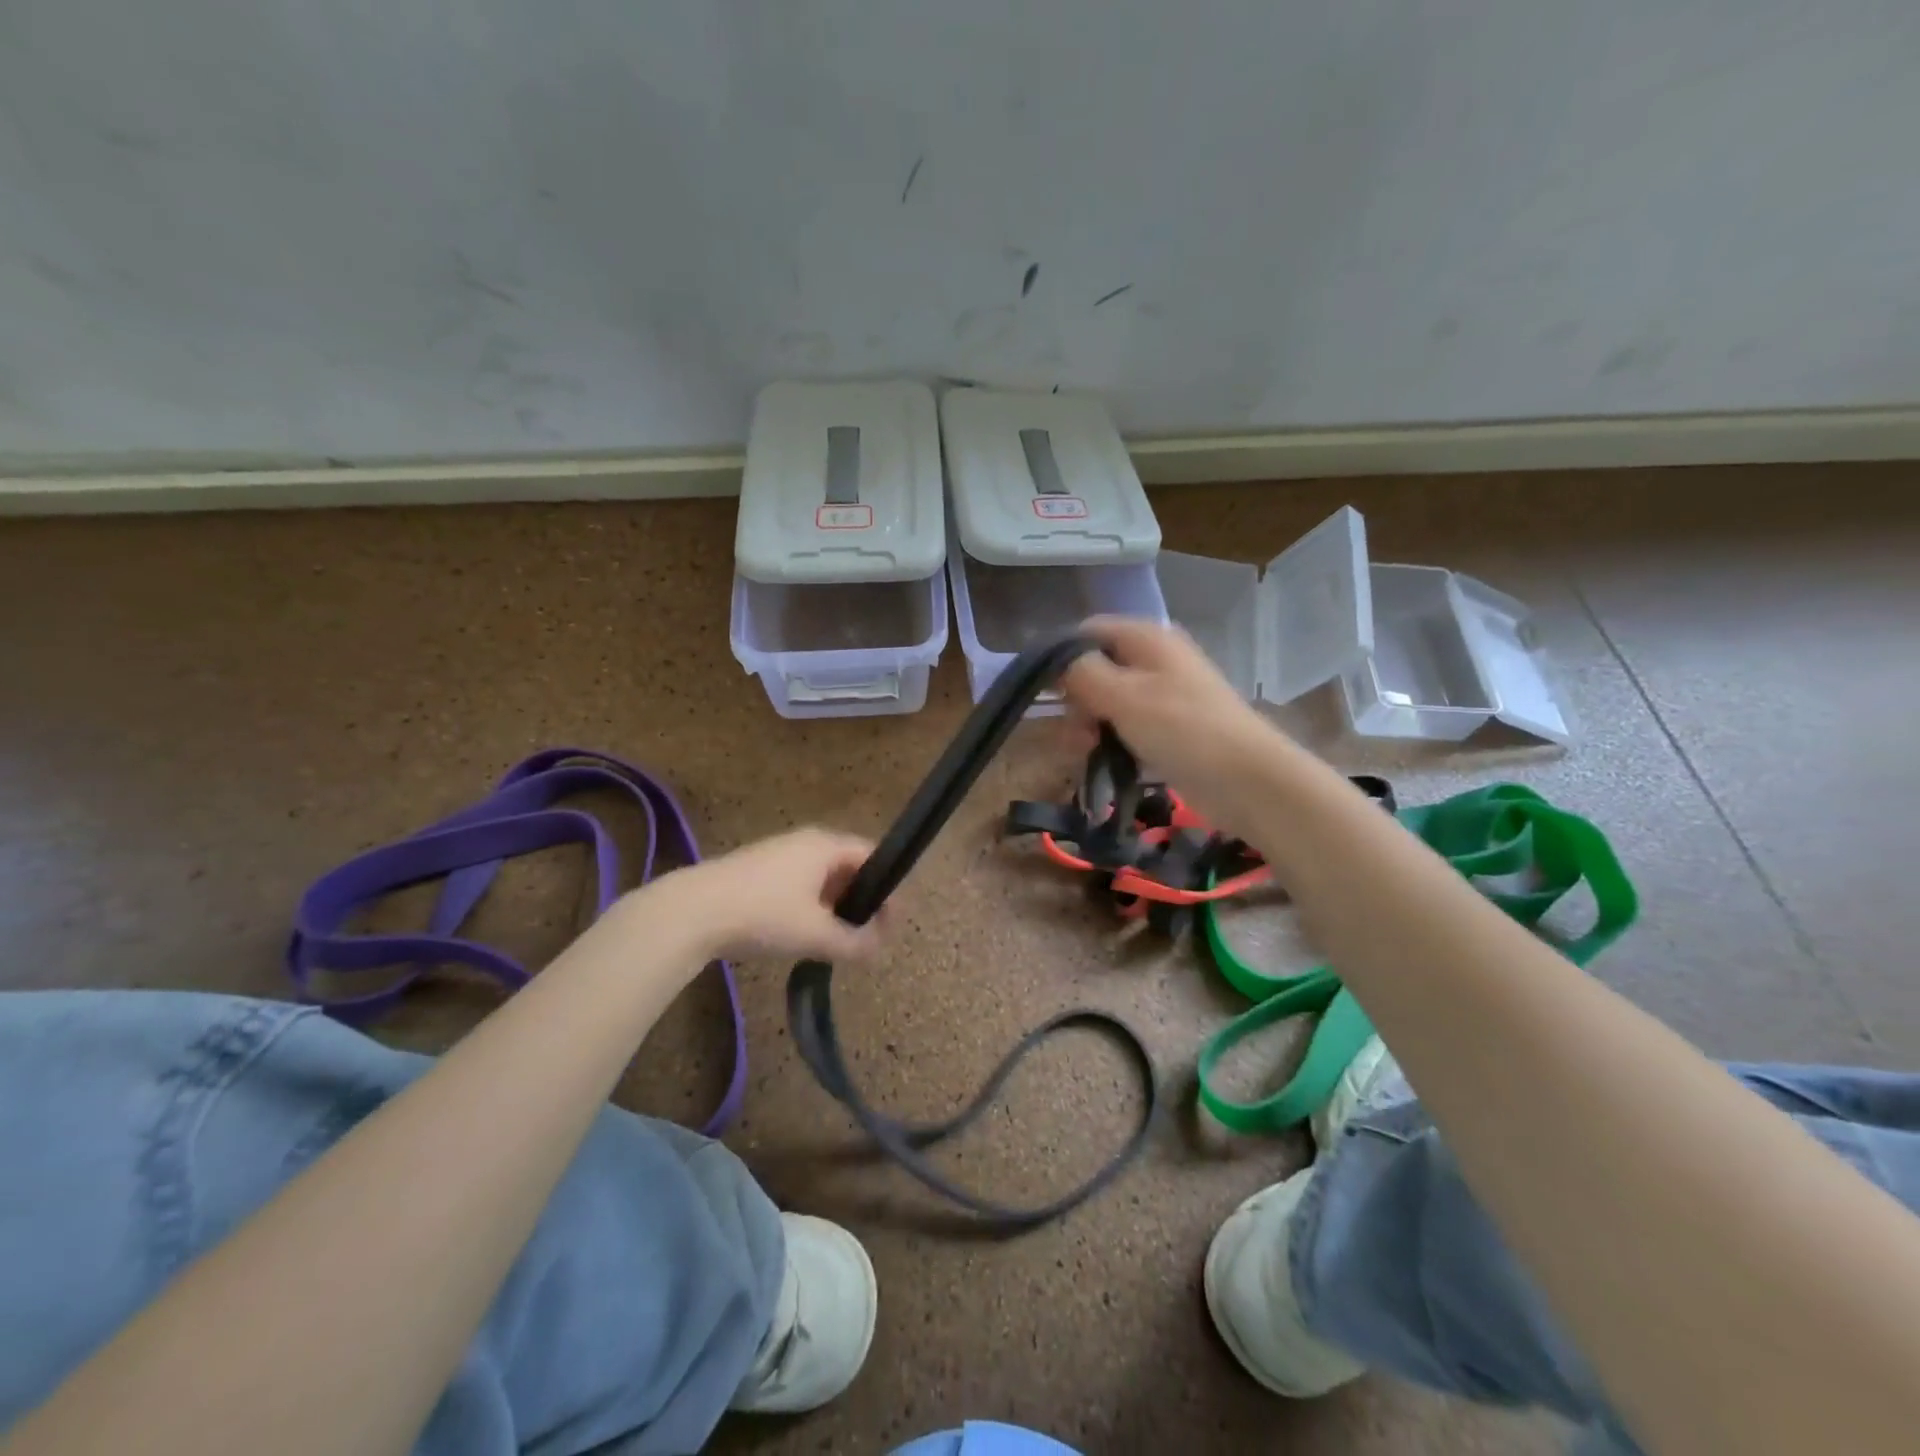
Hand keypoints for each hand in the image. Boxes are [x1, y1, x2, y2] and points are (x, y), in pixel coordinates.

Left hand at [665, 828, 885, 962]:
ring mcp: (777, 855)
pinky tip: (801, 935)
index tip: (892, 923)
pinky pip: (797, 885)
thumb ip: (854, 943)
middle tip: (867, 936)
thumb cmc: (763, 914)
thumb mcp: (815, 934)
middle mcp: (804, 842)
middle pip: (847, 867)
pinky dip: (810, 907)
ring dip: (834, 907)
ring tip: (836, 941)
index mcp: (825, 846)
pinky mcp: (755, 872)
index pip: (872, 856)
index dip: (888, 888)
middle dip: (861, 901)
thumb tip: (878, 948)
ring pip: (820, 878)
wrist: (691, 912)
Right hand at [1060, 616, 1292, 835]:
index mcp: (1146, 638)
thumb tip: (1056, 661)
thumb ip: (1082, 672)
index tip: (1046, 693)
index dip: (1061, 657)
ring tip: (1089, 753)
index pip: (1088, 631)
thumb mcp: (1123, 695)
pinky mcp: (1170, 728)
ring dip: (1091, 726)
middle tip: (1076, 733)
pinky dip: (1113, 741)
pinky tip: (1107, 764)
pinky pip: (1127, 726)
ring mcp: (1164, 694)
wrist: (1248, 780)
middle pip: (1096, 668)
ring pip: (1109, 702)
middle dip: (1077, 700)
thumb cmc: (1183, 729)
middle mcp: (1155, 659)